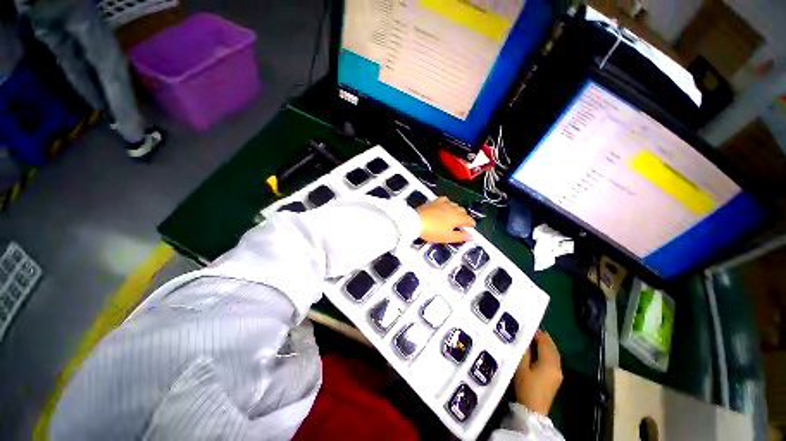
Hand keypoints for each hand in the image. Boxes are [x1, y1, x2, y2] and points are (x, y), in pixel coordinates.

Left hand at [416, 197, 474, 242]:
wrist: (416, 221)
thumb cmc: (433, 231)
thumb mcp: (448, 237)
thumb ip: (461, 236)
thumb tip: (471, 236)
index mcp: (458, 217)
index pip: (469, 219)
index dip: (471, 224)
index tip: (470, 228)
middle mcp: (453, 208)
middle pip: (463, 211)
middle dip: (464, 217)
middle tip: (461, 224)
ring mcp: (443, 203)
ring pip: (455, 205)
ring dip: (456, 210)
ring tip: (453, 216)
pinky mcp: (435, 201)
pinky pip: (445, 199)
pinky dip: (447, 203)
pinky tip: (445, 206)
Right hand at [514, 330, 562, 415]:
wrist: (533, 410)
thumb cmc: (526, 387)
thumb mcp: (521, 367)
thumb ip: (524, 352)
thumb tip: (525, 340)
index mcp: (549, 362)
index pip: (545, 342)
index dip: (537, 333)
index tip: (527, 327)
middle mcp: (557, 366)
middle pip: (552, 347)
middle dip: (543, 338)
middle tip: (531, 331)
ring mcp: (558, 373)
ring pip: (554, 353)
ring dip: (546, 345)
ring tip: (534, 339)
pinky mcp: (556, 378)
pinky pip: (554, 360)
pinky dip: (548, 352)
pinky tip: (540, 352)